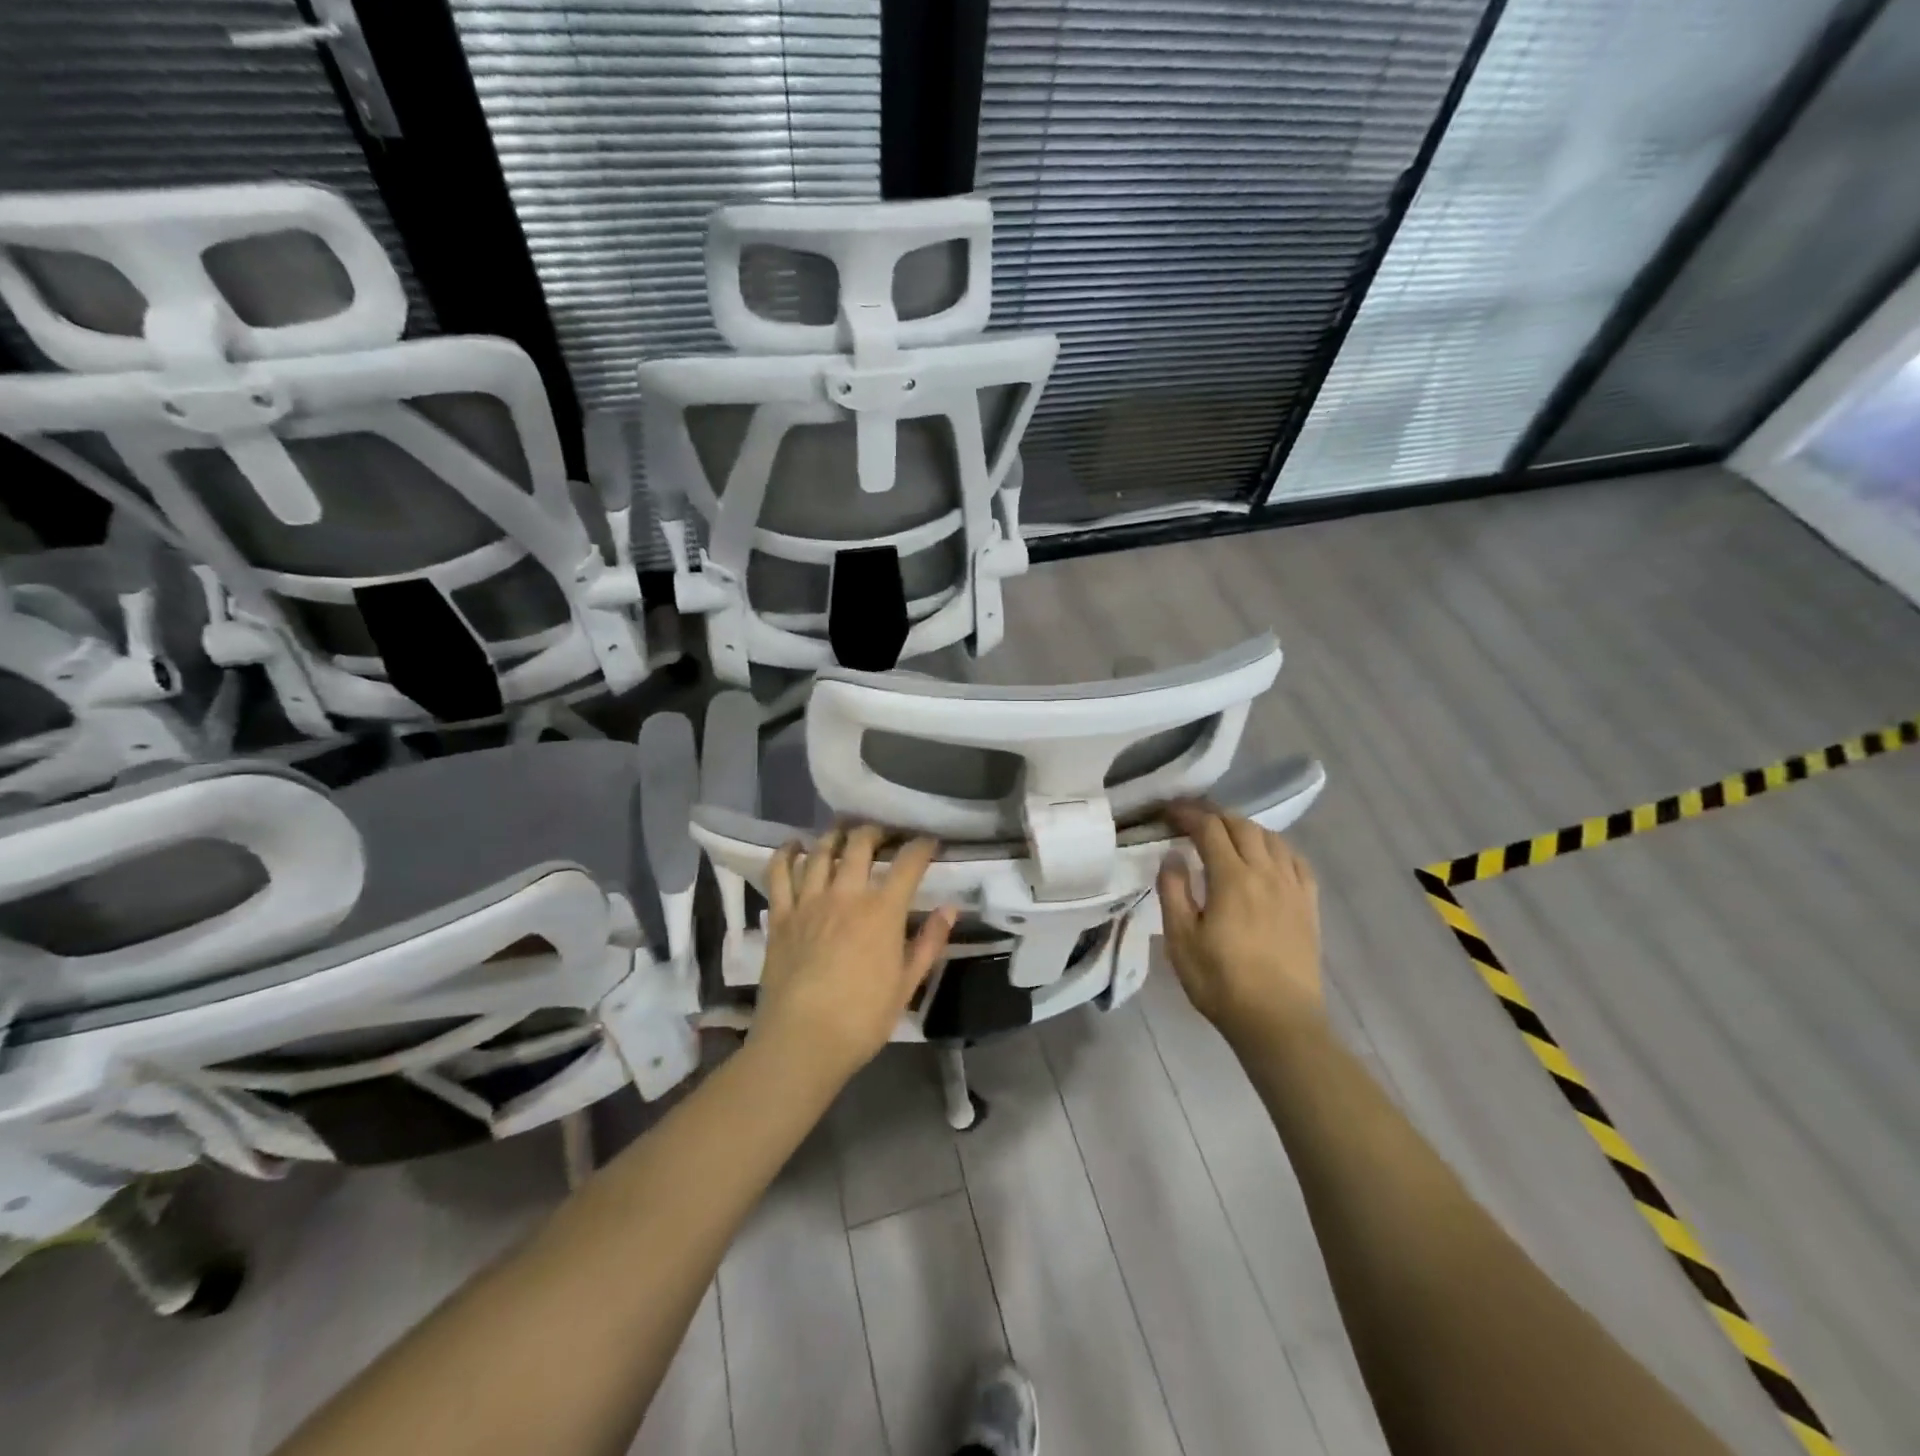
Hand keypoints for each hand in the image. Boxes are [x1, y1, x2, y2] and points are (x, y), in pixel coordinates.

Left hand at [755, 825, 956, 1085]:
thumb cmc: (862, 1019)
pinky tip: (794, 845)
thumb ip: (929, 943)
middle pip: (861, 844)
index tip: (929, 842)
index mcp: (883, 911)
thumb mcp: (907, 985)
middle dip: (876, 832)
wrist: (801, 1042)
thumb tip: (949, 910)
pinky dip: (786, 853)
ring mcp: (809, 902)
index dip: (922, 846)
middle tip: (884, 836)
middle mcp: (846, 895)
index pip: (908, 863)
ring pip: (821, 851)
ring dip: (835, 835)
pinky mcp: (780, 915)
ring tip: (844, 832)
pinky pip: (779, 873)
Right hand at [1157, 802, 1323, 1044]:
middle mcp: (1266, 873)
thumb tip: (1173, 856)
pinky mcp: (1309, 906)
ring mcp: (1293, 888)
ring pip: (1272, 839)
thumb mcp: (1181, 940)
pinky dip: (1277, 848)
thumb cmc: (1221, 982)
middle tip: (1192, 820)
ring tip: (1227, 836)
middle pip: (1243, 826)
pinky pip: (1297, 861)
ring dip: (1246, 828)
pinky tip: (1268, 858)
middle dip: (1215, 816)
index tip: (1169, 811)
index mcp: (1232, 878)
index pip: (1210, 829)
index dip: (1188, 814)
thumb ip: (1173, 891)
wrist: (1278, 1022)